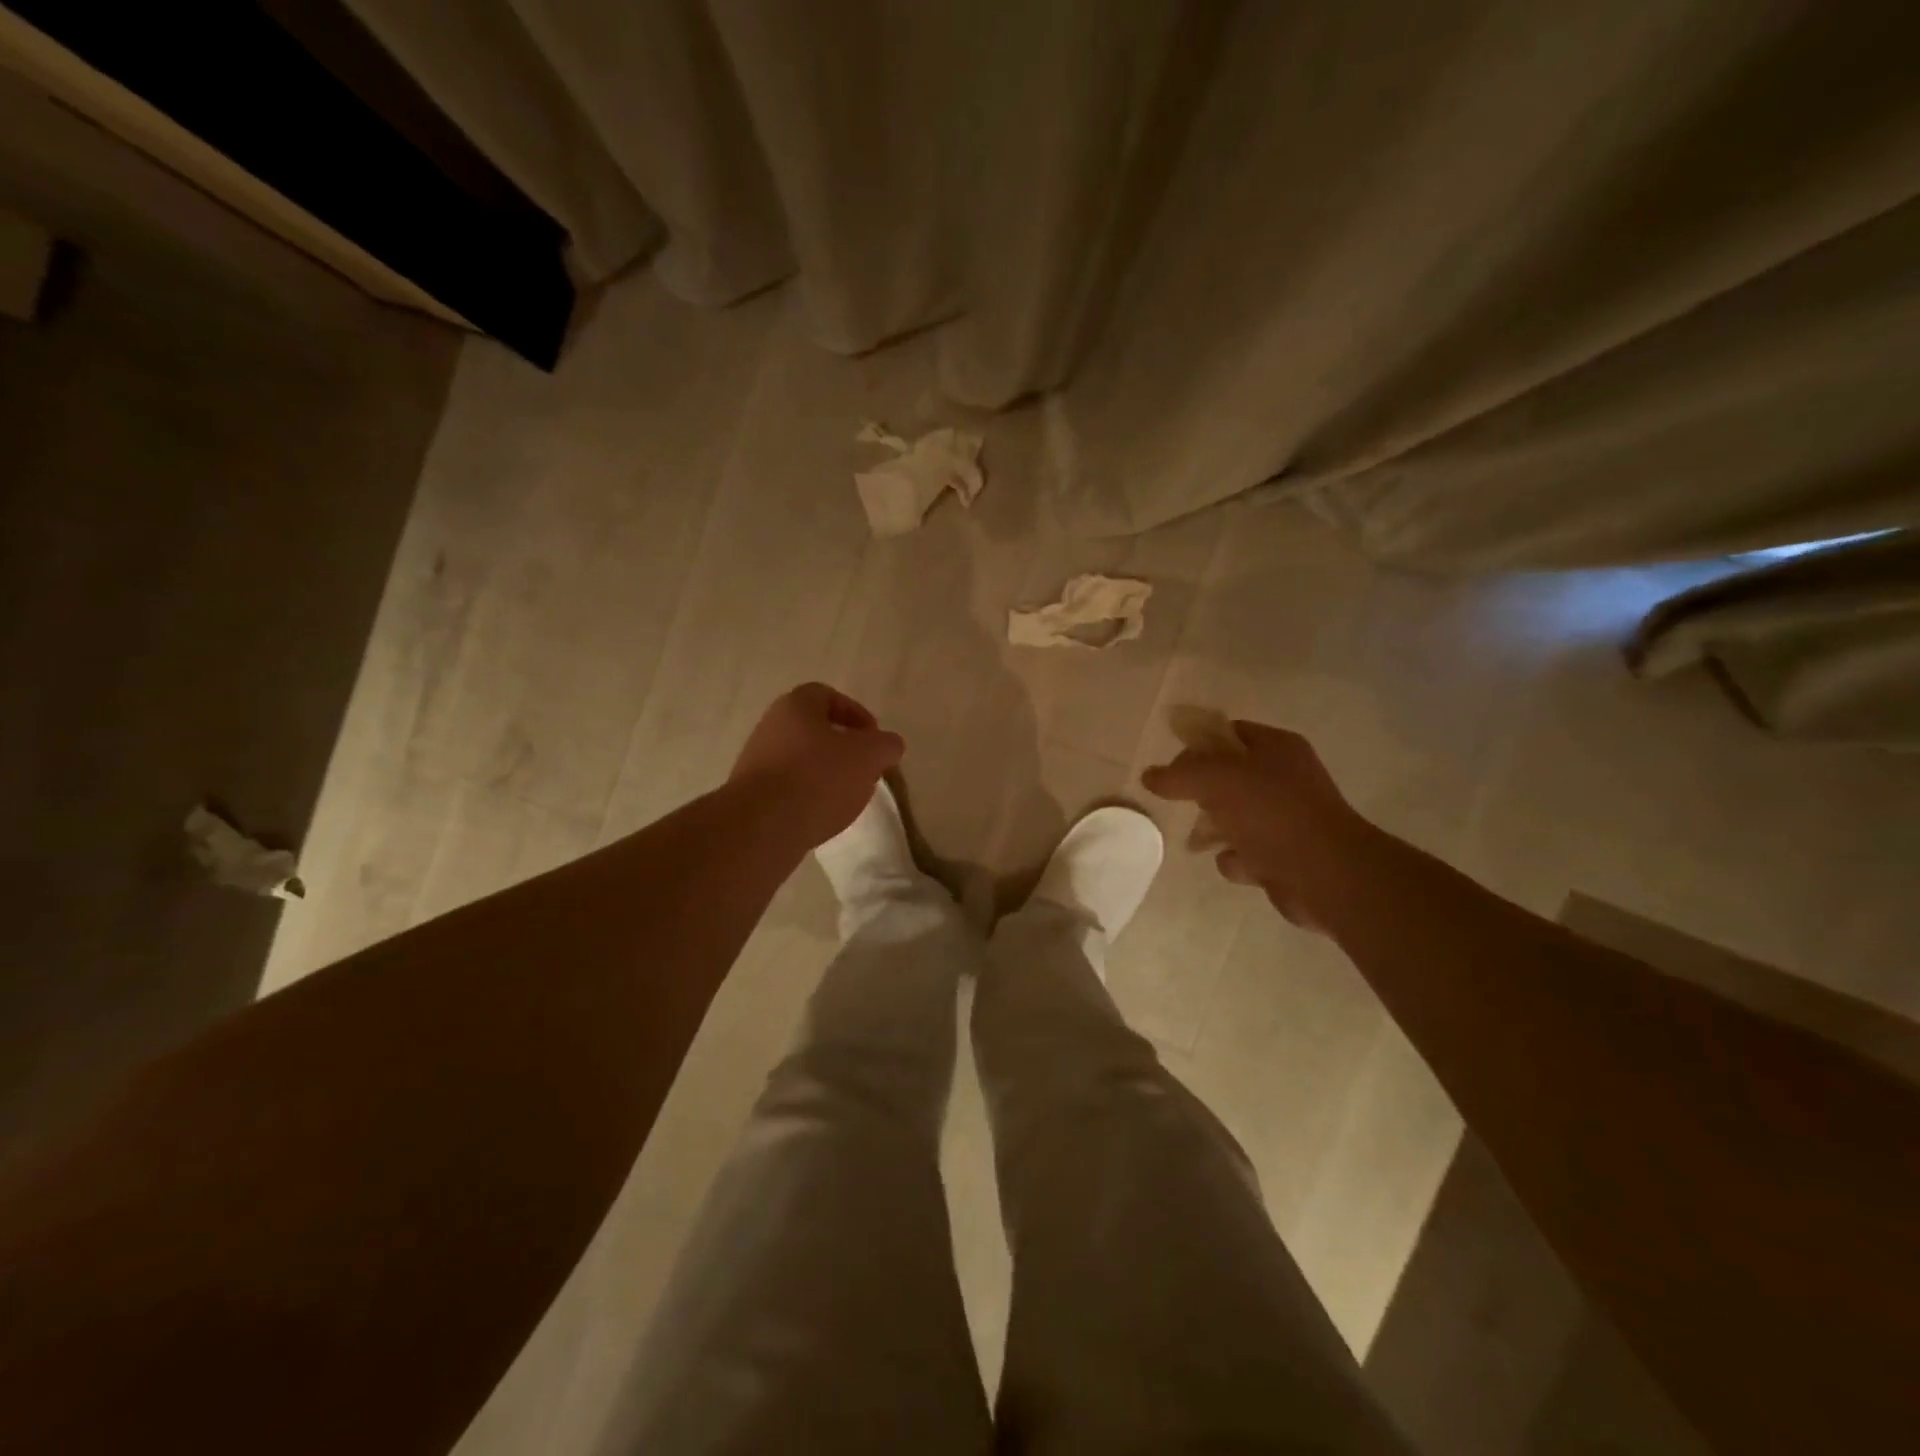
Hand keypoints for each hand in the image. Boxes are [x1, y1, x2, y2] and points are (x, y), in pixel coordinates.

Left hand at [729, 683, 905, 849]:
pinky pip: (787, 787)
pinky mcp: (751, 795)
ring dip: (825, 773)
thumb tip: (889, 745)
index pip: (828, 696)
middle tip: (864, 768)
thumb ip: (886, 745)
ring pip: (800, 759)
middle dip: (842, 747)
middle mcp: (771, 726)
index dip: (855, 713)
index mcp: (796, 706)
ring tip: (846, 796)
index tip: (874, 738)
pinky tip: (822, 815)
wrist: (762, 826)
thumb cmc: (819, 777)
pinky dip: (808, 796)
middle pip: (813, 729)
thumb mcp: (869, 756)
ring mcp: (756, 761)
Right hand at [1141, 719, 1383, 929]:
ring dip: (1215, 829)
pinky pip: (1246, 852)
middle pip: (1228, 777)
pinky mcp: (1285, 856)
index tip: (1173, 766)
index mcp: (1277, 748)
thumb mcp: (1216, 779)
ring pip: (1234, 817)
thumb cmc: (1271, 812)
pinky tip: (1238, 864)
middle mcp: (1284, 778)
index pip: (1229, 733)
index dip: (1198, 745)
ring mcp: (1287, 819)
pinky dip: (1236, 859)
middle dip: (1202, 793)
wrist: (1325, 874)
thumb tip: (1149, 775)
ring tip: (1203, 841)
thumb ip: (1178, 774)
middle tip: (1187, 803)